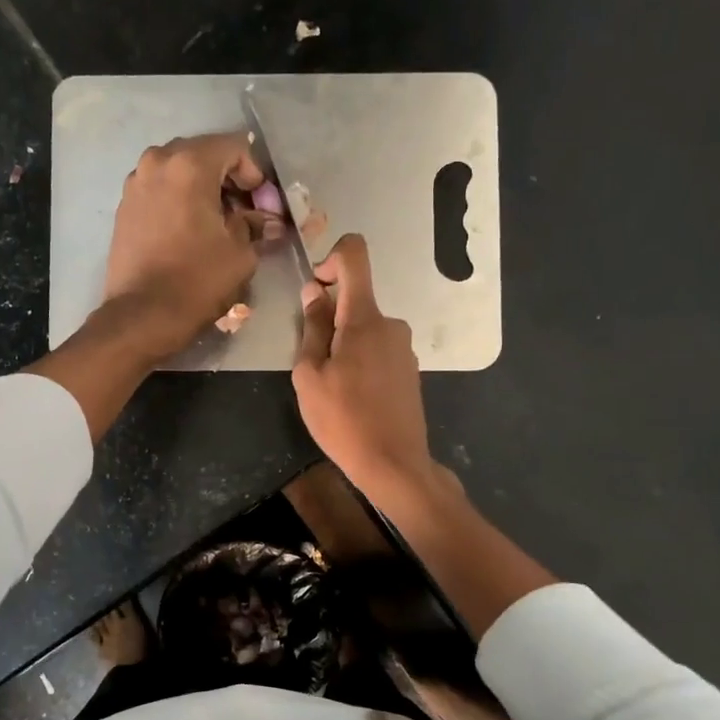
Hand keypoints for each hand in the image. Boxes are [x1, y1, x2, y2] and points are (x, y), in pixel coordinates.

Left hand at [102, 132, 268, 362]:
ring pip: (179, 172)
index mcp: (190, 164)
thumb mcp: (240, 253)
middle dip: (228, 179)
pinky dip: (179, 202)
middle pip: (203, 155)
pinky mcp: (124, 207)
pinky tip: (190, 231)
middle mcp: (157, 161)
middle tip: (244, 212)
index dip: (255, 174)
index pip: (234, 147)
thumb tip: (266, 221)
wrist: (143, 315)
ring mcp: (135, 183)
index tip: (262, 204)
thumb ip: (254, 226)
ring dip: (202, 190)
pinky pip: (160, 191)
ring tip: (217, 223)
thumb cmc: (197, 281)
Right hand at [292, 234, 436, 505]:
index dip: (330, 259)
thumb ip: (312, 329)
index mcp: (365, 318)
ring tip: (334, 390)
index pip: (355, 255)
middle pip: (355, 301)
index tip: (315, 293)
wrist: (394, 464)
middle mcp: (391, 324)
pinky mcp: (409, 370)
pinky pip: (378, 351)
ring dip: (344, 347)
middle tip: (314, 367)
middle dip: (329, 322)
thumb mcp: (310, 376)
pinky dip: (360, 363)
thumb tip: (315, 293)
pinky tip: (353, 400)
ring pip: (364, 330)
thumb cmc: (343, 420)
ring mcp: (404, 348)